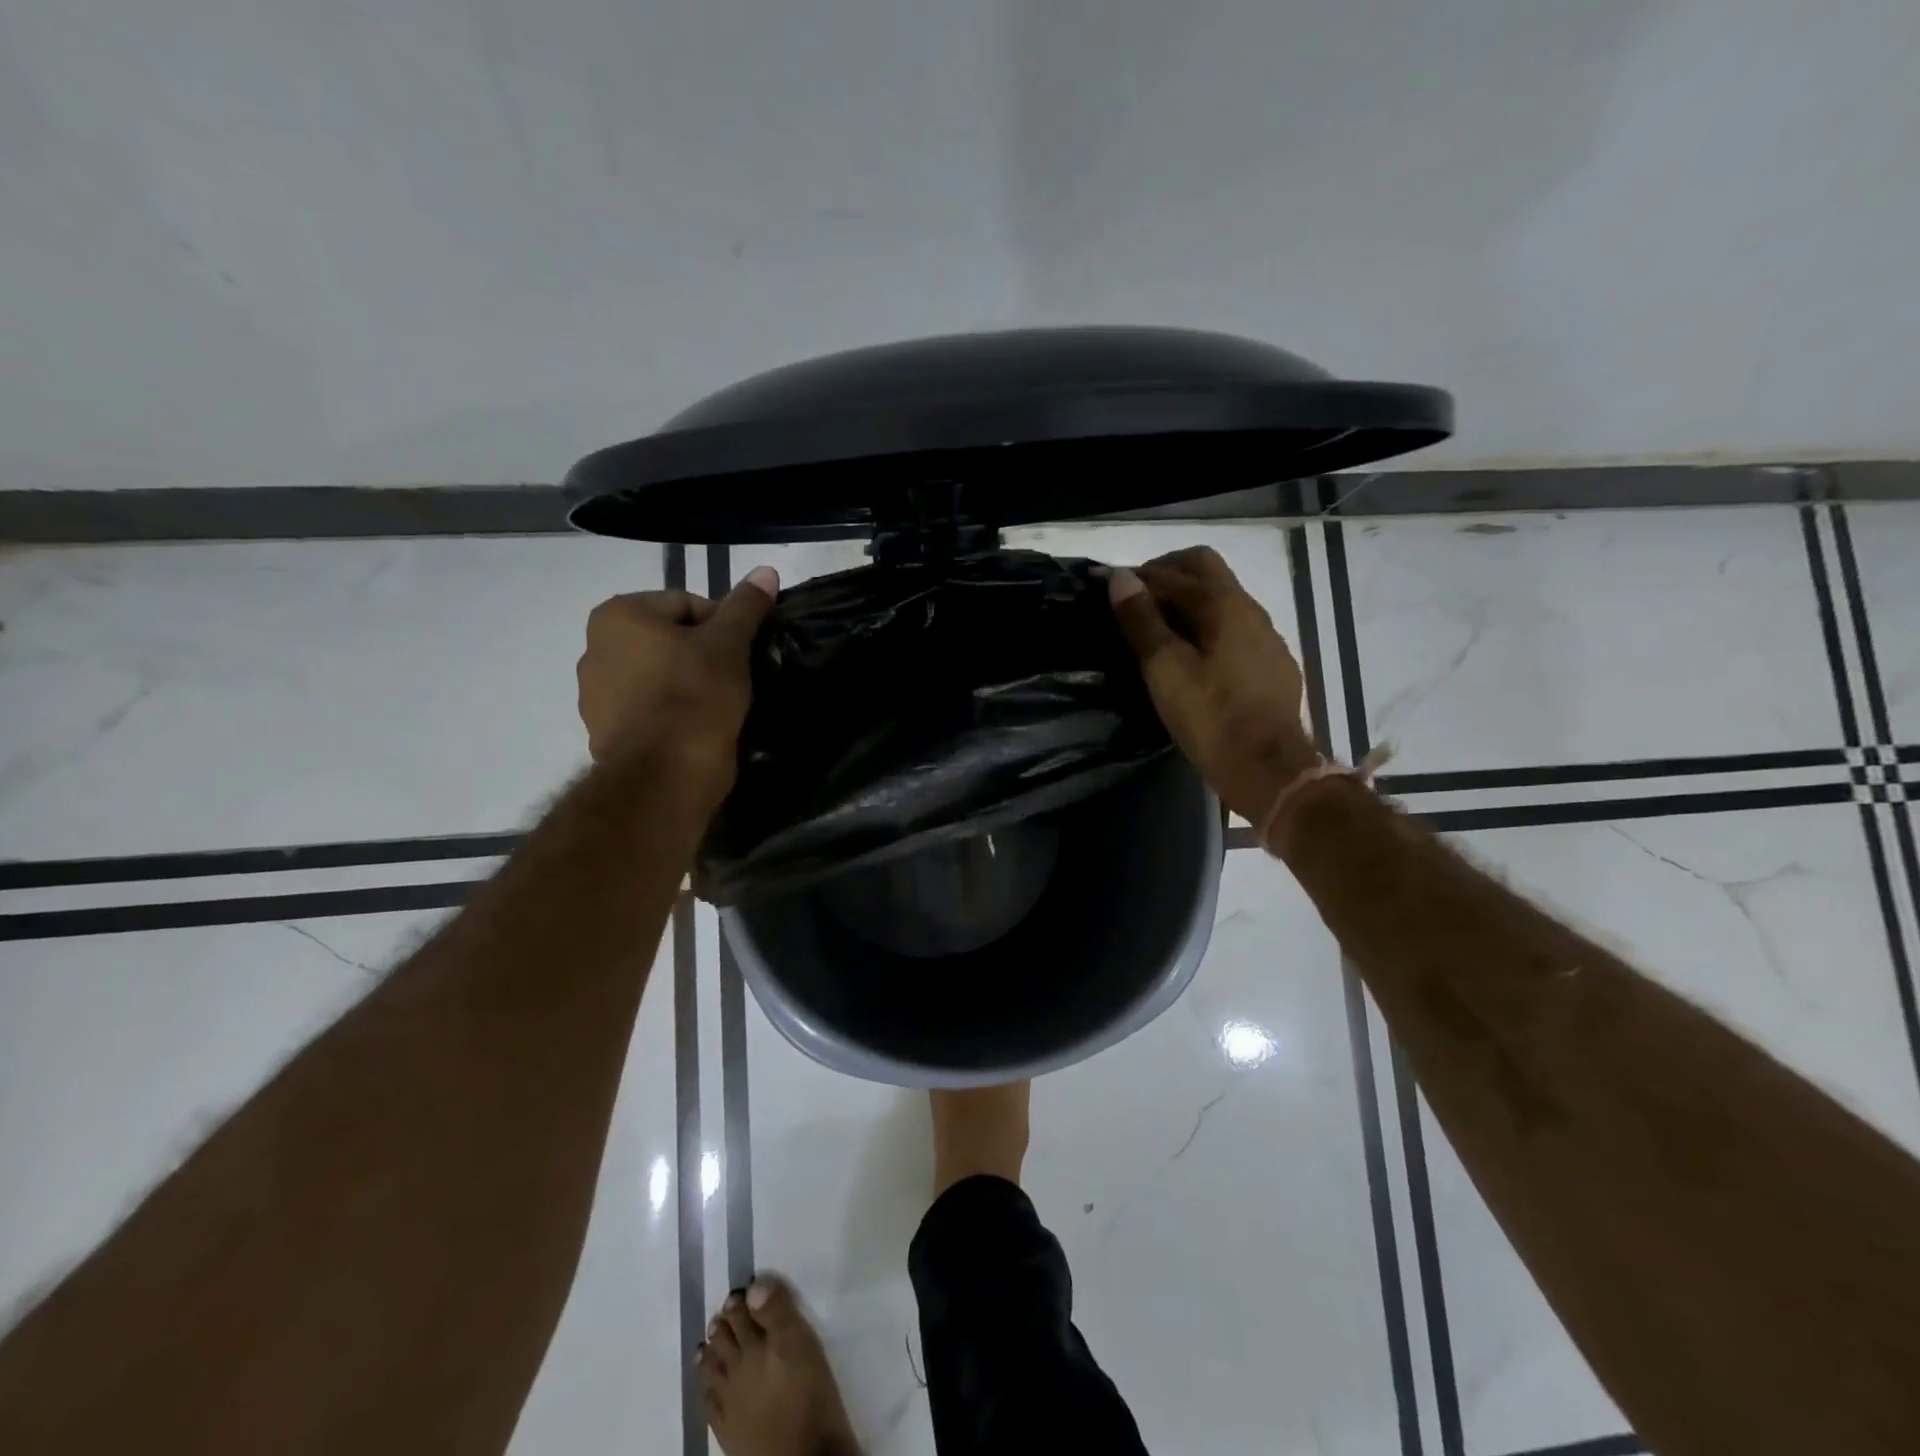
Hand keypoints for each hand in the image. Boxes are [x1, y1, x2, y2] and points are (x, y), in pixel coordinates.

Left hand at [577, 566, 779, 788]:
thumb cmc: (695, 695)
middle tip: (735, 678)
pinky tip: (698, 728)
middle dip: (703, 654)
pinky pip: (648, 709)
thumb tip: (766, 570)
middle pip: (669, 639)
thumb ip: (745, 606)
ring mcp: (595, 695)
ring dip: (687, 684)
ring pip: (659, 675)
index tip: (742, 653)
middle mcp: (594, 648)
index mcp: (618, 616)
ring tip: (719, 705)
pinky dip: (671, 713)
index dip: (723, 626)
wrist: (665, 773)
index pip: (687, 604)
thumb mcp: (729, 644)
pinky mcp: (604, 732)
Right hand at [1108, 546, 1317, 823]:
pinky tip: (1193, 654)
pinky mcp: (1271, 663)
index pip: (1173, 571)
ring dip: (1187, 600)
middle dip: (1166, 574)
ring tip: (1157, 626)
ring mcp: (1266, 636)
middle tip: (1133, 598)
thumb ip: (1142, 620)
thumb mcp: (1165, 668)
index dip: (1135, 576)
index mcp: (1223, 604)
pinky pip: (1234, 627)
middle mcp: (1250, 609)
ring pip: (1222, 598)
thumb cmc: (1210, 716)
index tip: (1105, 584)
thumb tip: (1121, 577)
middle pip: (1205, 570)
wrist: (1267, 767)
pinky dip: (1206, 625)